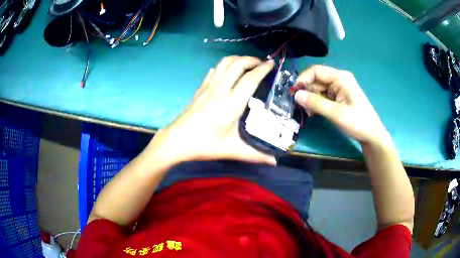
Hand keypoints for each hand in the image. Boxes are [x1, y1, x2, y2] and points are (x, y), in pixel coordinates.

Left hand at [147, 56, 276, 165]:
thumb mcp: (231, 150)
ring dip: (238, 59)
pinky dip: (224, 66)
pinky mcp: (200, 88)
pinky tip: (228, 73)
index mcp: (231, 103)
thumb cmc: (204, 145)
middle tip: (262, 64)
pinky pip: (214, 70)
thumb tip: (275, 161)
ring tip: (248, 65)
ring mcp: (208, 87)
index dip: (263, 69)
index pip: (250, 79)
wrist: (176, 140)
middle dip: (251, 60)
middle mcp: (220, 89)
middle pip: (237, 64)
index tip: (272, 64)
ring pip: (224, 63)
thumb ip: (255, 155)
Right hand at [293, 65, 388, 145]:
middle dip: (307, 92)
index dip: (303, 79)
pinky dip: (317, 103)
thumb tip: (296, 95)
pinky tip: (315, 112)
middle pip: (316, 80)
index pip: (316, 71)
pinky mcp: (339, 97)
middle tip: (301, 107)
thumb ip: (316, 103)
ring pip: (318, 89)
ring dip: (311, 99)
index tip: (294, 93)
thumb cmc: (357, 122)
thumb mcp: (336, 113)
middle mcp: (339, 79)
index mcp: (340, 78)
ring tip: (309, 112)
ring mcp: (339, 88)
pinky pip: (323, 96)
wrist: (372, 135)